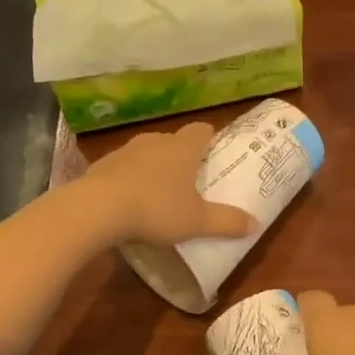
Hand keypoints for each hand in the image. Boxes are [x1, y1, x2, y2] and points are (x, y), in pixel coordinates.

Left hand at [79, 122, 256, 248]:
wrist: (98, 208)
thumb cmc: (156, 209)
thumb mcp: (197, 222)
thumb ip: (226, 222)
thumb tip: (256, 224)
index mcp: (183, 148)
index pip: (202, 130)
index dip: (210, 138)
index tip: (214, 152)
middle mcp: (155, 141)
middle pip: (174, 141)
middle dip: (182, 156)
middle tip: (190, 180)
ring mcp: (126, 150)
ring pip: (147, 152)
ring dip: (154, 167)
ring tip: (159, 193)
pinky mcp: (102, 164)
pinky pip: (123, 167)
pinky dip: (129, 179)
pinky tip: (129, 201)